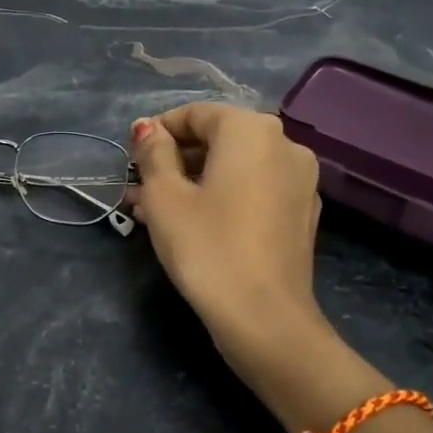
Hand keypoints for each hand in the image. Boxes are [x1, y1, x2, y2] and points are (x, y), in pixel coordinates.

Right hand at [130, 104, 330, 380]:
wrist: (265, 318)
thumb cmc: (206, 247)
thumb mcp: (165, 196)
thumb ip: (154, 153)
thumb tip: (148, 128)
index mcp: (251, 130)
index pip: (196, 114)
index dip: (157, 131)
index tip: (130, 157)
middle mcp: (284, 144)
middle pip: (218, 140)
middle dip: (173, 160)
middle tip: (137, 189)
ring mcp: (299, 180)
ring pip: (234, 168)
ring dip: (192, 181)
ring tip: (151, 211)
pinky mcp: (301, 214)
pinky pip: (253, 190)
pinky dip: (221, 197)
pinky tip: (190, 224)